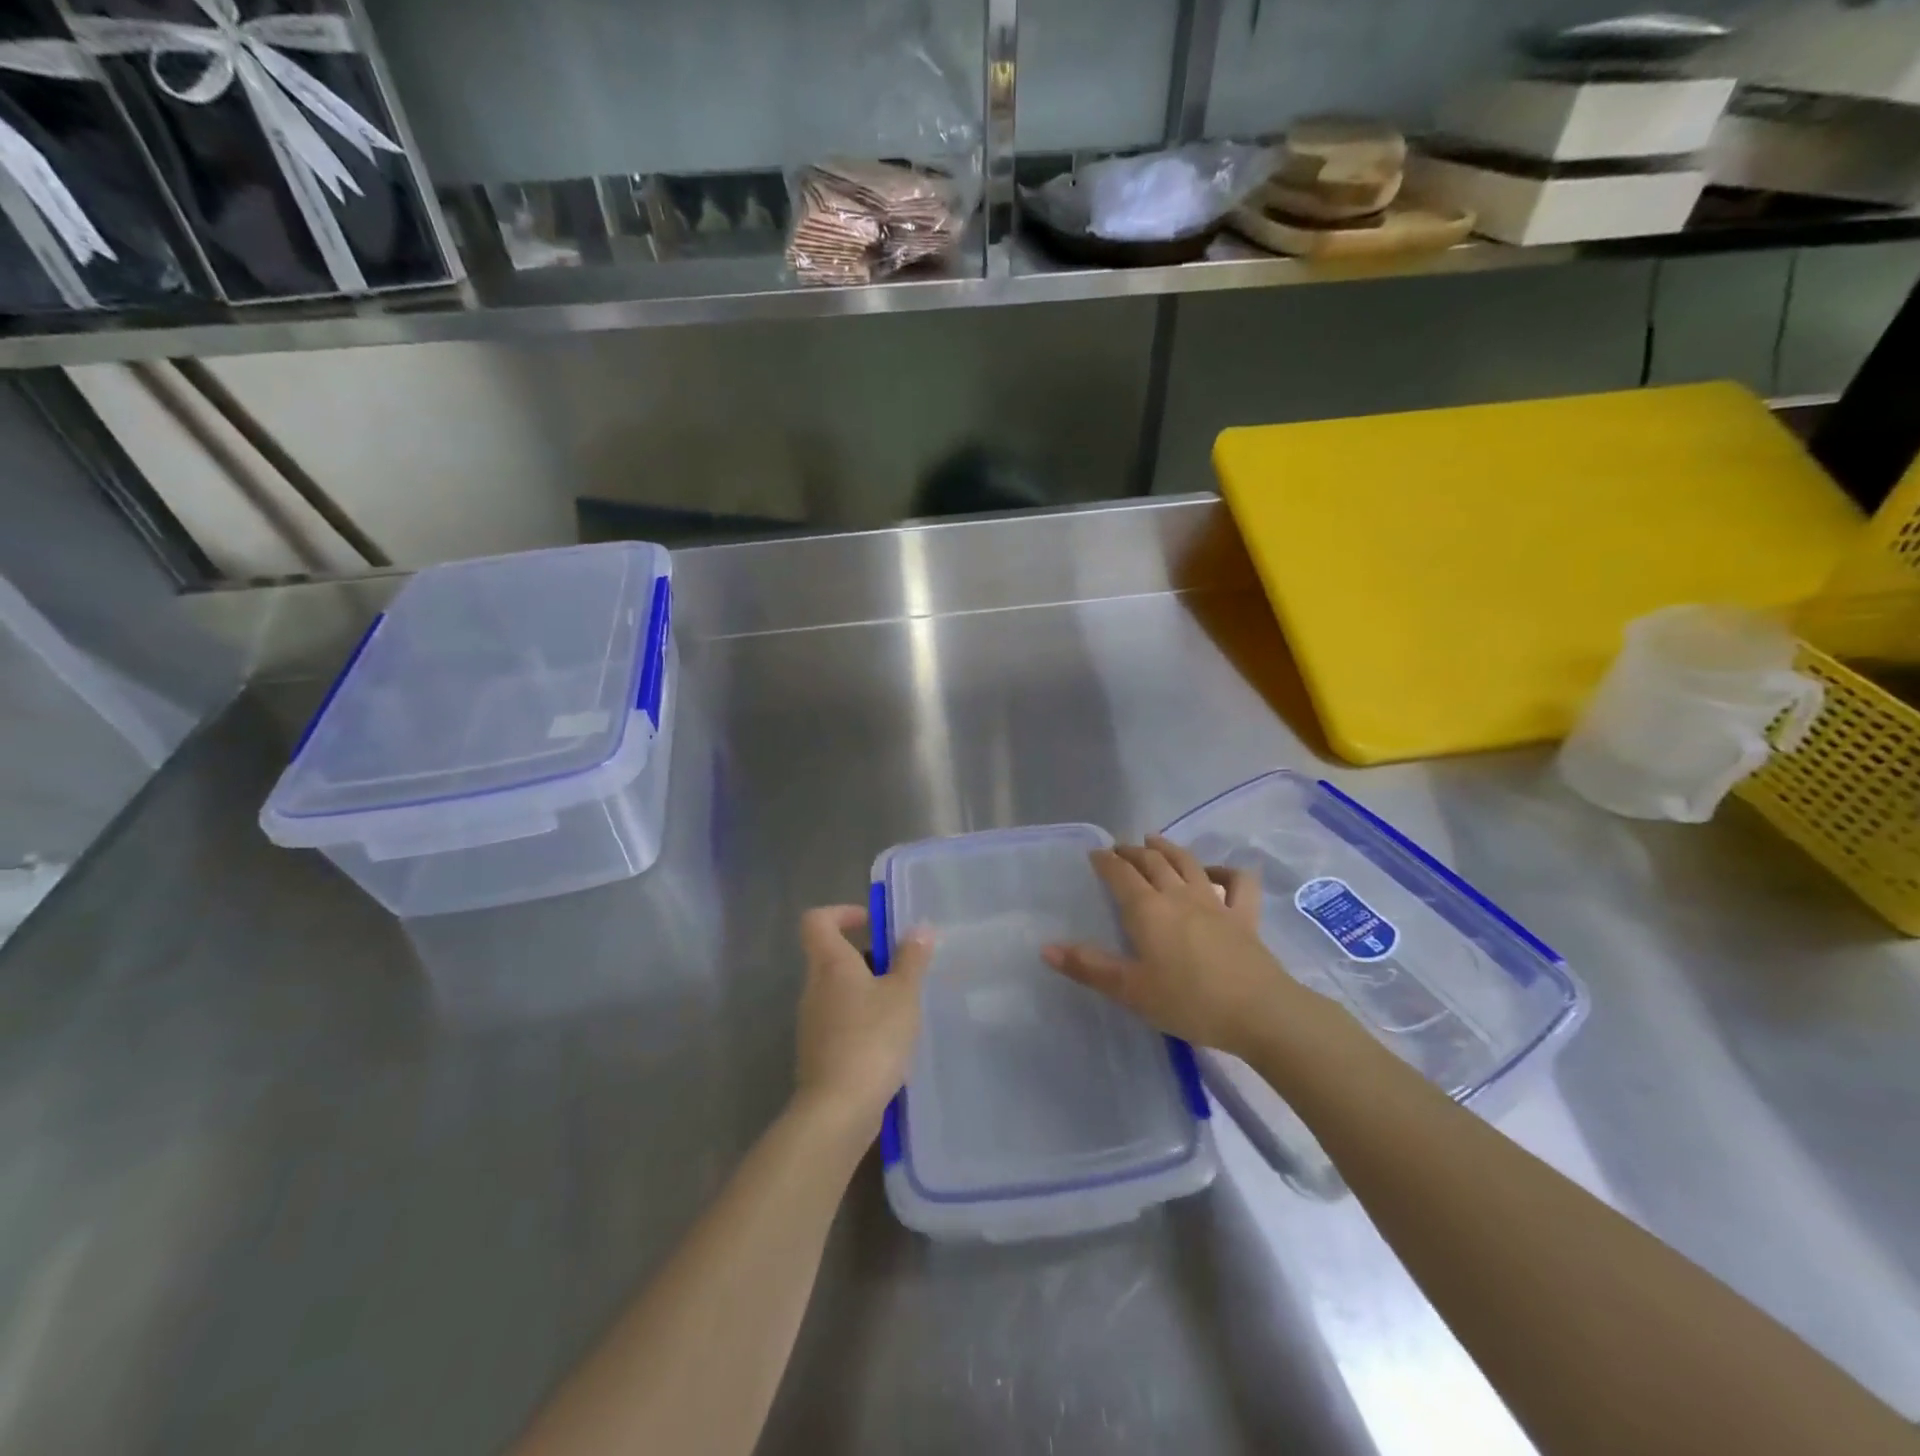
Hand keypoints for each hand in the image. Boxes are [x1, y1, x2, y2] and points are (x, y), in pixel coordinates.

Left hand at [793, 905, 932, 1129]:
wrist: (837, 1110)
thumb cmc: (872, 1039)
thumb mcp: (903, 994)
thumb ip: (912, 959)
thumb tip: (919, 928)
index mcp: (830, 965)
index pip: (817, 921)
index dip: (841, 913)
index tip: (871, 922)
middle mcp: (814, 988)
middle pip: (831, 957)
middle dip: (866, 957)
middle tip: (901, 970)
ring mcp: (811, 1023)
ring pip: (838, 992)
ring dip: (867, 992)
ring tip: (902, 1008)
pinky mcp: (817, 1053)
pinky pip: (840, 1022)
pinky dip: (862, 1021)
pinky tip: (889, 1042)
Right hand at [1042, 835, 1295, 1057]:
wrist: (1258, 1012)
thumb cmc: (1188, 1002)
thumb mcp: (1130, 990)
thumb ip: (1089, 967)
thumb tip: (1046, 948)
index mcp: (1147, 909)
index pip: (1120, 874)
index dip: (1105, 861)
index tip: (1094, 853)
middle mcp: (1178, 895)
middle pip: (1152, 862)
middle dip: (1132, 851)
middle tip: (1119, 848)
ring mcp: (1215, 902)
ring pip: (1188, 863)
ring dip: (1168, 848)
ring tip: (1154, 840)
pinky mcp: (1244, 916)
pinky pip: (1237, 883)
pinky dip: (1225, 871)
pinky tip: (1215, 872)